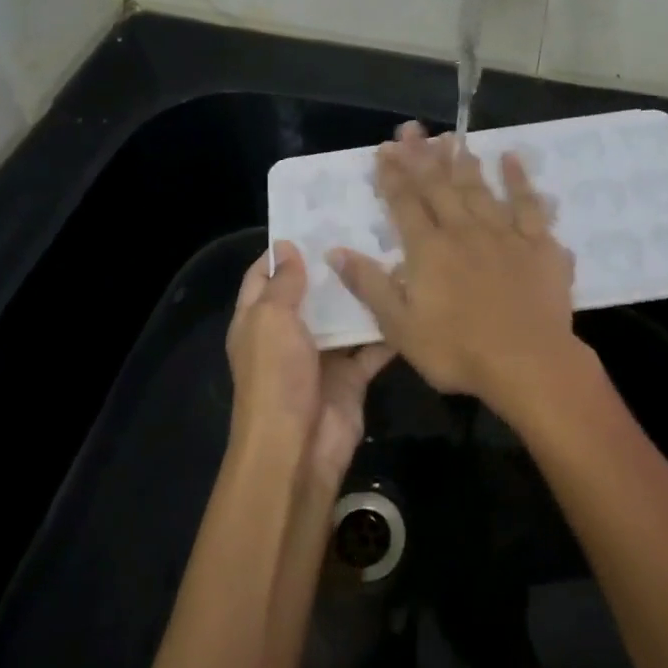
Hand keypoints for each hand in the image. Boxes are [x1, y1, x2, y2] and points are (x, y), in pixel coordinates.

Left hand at [226, 241, 392, 491]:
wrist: (299, 447)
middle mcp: (289, 335)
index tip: (314, 220)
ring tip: (393, 255)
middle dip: (331, 266)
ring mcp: (322, 356)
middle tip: (365, 230)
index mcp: (258, 320)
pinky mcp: (351, 376)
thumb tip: (286, 245)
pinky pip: (372, 347)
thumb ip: (283, 283)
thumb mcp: (271, 320)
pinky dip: (387, 330)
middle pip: (310, 294)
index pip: (264, 276)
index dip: (282, 250)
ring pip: (345, 317)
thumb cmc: (276, 376)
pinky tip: (409, 299)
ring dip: (363, 294)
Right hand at [330, 123, 582, 421]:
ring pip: (478, 188)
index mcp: (429, 250)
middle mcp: (463, 231)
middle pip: (439, 186)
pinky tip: (512, 158)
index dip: (392, 175)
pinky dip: (519, 179)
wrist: (529, 364)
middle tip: (412, 129)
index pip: (405, 203)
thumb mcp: (400, 327)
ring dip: (463, 161)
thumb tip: (336, 250)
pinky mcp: (538, 243)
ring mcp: (503, 233)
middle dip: (422, 156)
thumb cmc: (458, 351)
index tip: (383, 150)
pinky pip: (528, 204)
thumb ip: (370, 285)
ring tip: (451, 137)